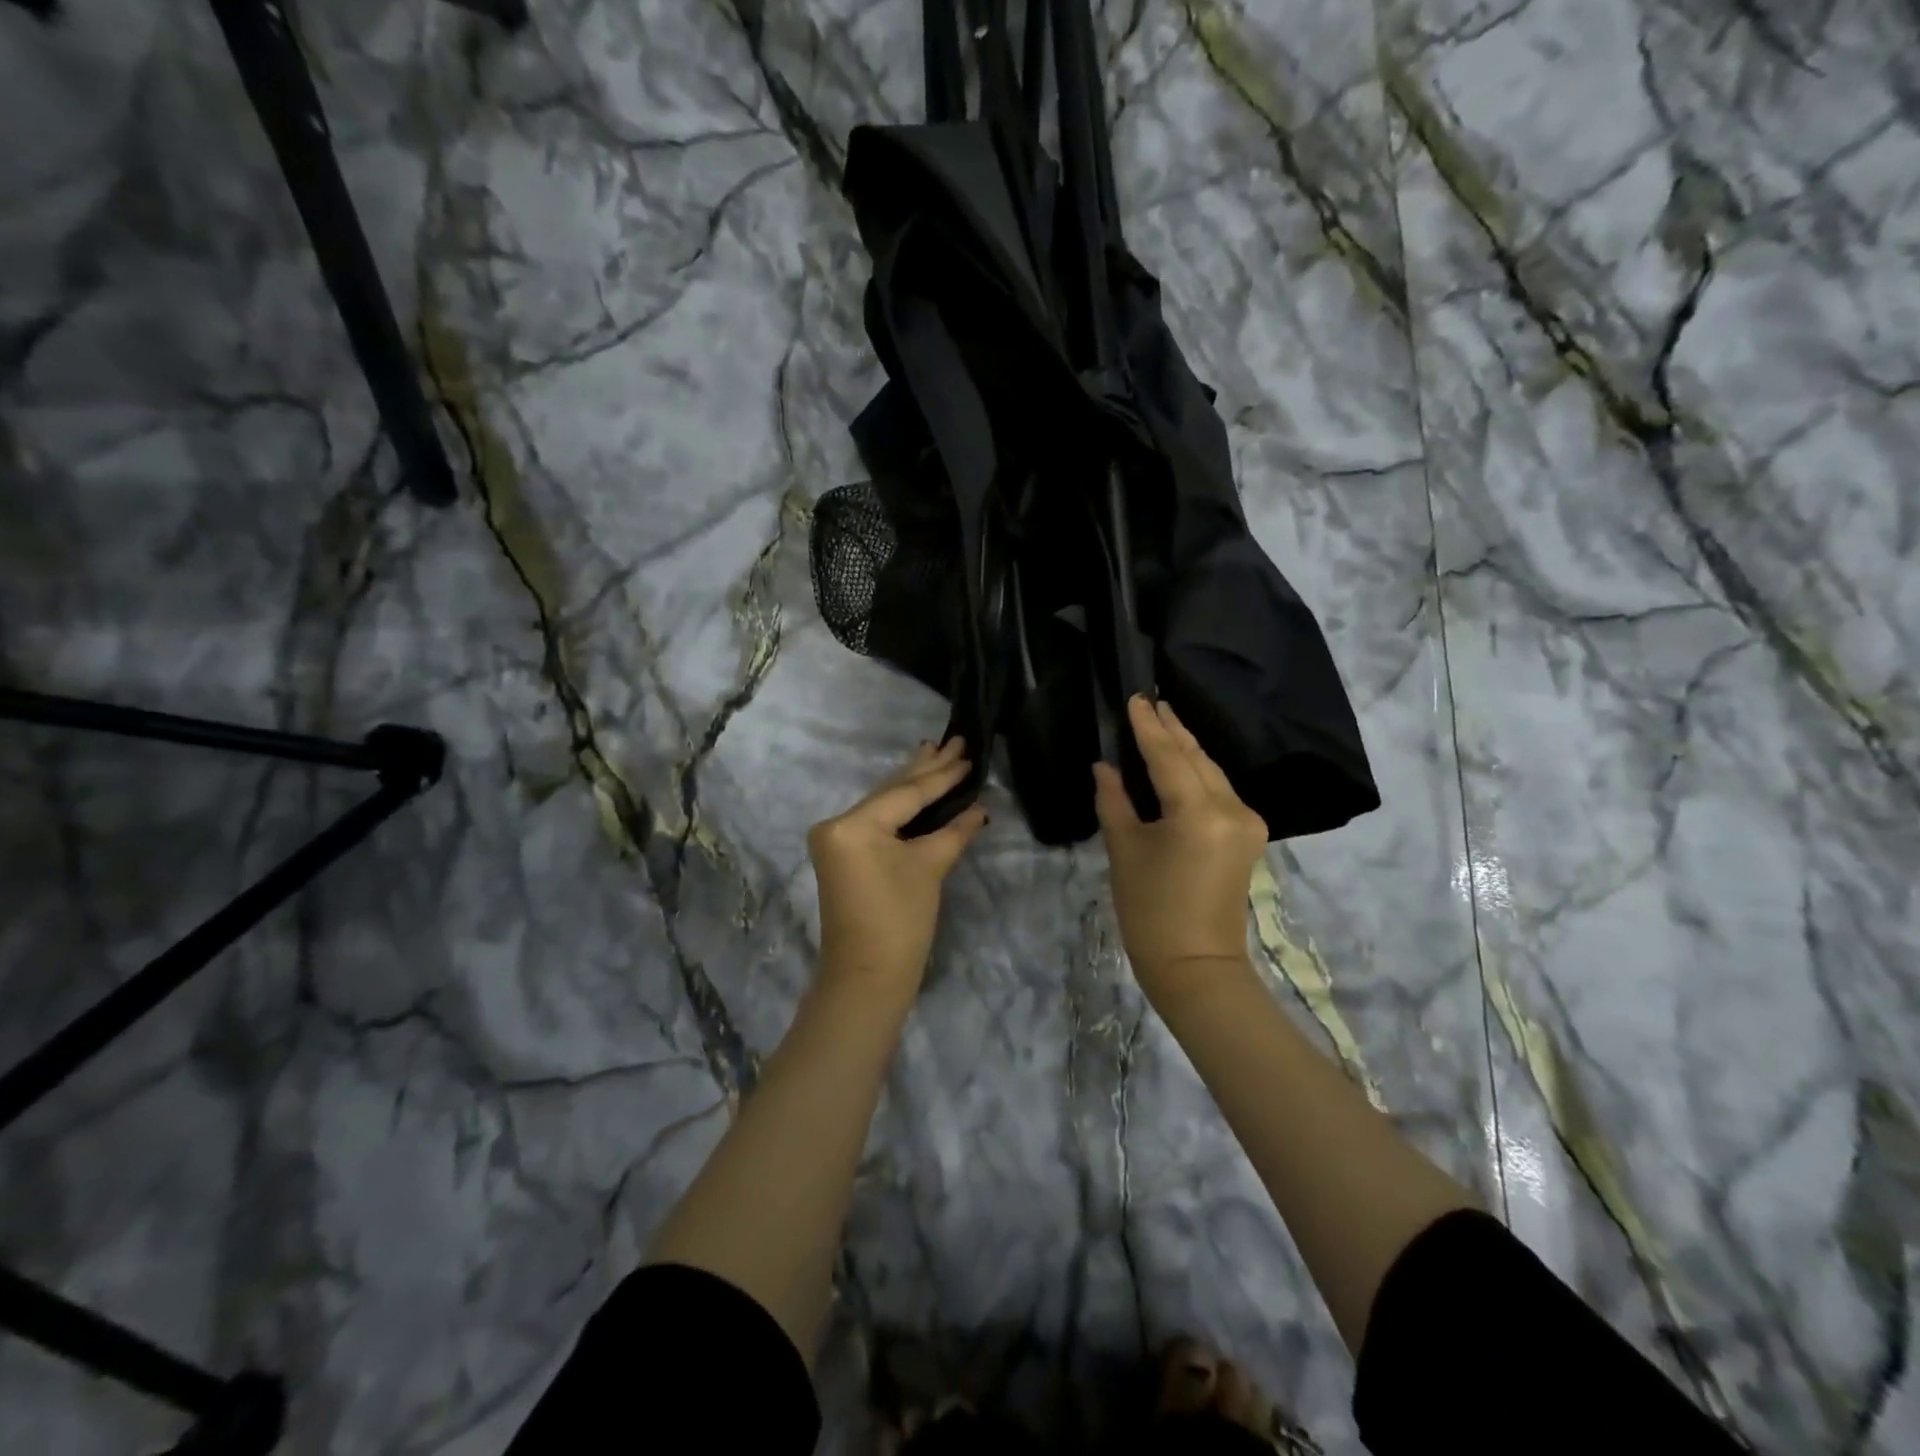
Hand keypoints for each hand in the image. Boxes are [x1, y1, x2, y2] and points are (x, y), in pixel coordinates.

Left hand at [807, 737, 989, 991]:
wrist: (868, 976)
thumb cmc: (900, 922)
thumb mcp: (930, 868)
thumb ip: (954, 831)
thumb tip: (979, 808)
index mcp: (854, 824)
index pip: (907, 793)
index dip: (942, 775)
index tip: (967, 752)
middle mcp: (837, 823)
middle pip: (891, 791)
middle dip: (926, 768)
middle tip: (955, 740)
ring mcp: (835, 839)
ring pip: (883, 803)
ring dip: (913, 782)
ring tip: (936, 752)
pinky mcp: (842, 853)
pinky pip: (876, 819)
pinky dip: (901, 806)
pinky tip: (917, 786)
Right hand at [1094, 696, 1267, 1003]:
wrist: (1195, 964)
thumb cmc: (1149, 910)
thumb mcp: (1124, 850)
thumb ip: (1114, 801)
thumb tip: (1105, 767)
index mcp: (1198, 812)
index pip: (1168, 756)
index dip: (1148, 727)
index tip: (1135, 697)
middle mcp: (1232, 808)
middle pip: (1197, 758)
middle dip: (1172, 730)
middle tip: (1149, 701)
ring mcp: (1247, 821)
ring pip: (1212, 772)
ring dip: (1186, 749)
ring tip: (1163, 721)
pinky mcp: (1249, 835)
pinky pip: (1220, 791)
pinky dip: (1198, 773)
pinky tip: (1181, 760)